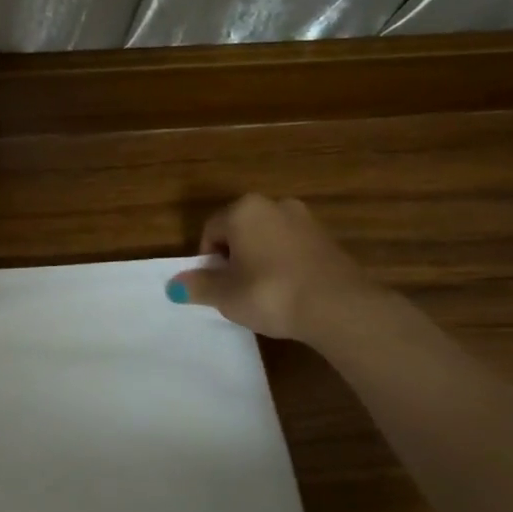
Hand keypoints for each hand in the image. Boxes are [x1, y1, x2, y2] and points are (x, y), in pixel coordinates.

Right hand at [167, 194, 387, 346]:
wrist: (338, 307)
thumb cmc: (269, 293)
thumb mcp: (225, 295)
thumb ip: (198, 286)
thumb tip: (174, 285)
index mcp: (244, 209)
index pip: (211, 231)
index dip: (208, 261)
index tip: (216, 287)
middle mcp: (274, 205)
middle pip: (240, 231)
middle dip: (234, 257)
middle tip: (236, 289)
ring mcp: (306, 220)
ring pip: (268, 239)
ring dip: (260, 260)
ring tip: (264, 293)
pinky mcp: (328, 240)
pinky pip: (294, 249)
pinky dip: (286, 265)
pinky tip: (289, 292)